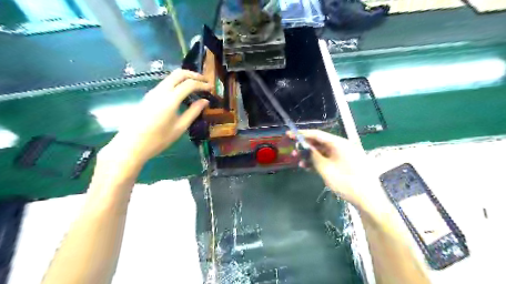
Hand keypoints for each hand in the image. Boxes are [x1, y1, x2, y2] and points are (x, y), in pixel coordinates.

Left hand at [101, 69, 211, 165]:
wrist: (131, 145)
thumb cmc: (158, 140)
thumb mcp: (180, 127)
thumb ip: (193, 112)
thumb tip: (205, 101)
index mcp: (170, 100)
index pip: (189, 84)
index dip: (202, 84)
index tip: (211, 88)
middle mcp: (160, 91)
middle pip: (178, 74)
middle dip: (193, 75)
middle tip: (204, 81)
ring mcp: (152, 92)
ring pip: (170, 77)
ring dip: (184, 78)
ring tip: (196, 86)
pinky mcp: (148, 96)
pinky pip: (165, 83)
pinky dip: (177, 83)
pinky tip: (182, 92)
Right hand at [289, 131, 378, 208]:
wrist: (368, 199)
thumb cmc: (346, 182)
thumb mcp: (326, 169)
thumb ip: (313, 156)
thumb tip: (304, 147)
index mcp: (339, 143)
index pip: (317, 134)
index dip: (302, 134)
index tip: (289, 134)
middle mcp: (342, 146)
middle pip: (320, 143)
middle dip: (305, 147)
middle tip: (292, 151)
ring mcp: (344, 155)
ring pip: (323, 152)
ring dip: (311, 156)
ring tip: (298, 161)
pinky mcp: (345, 164)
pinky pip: (329, 159)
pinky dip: (318, 162)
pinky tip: (308, 167)